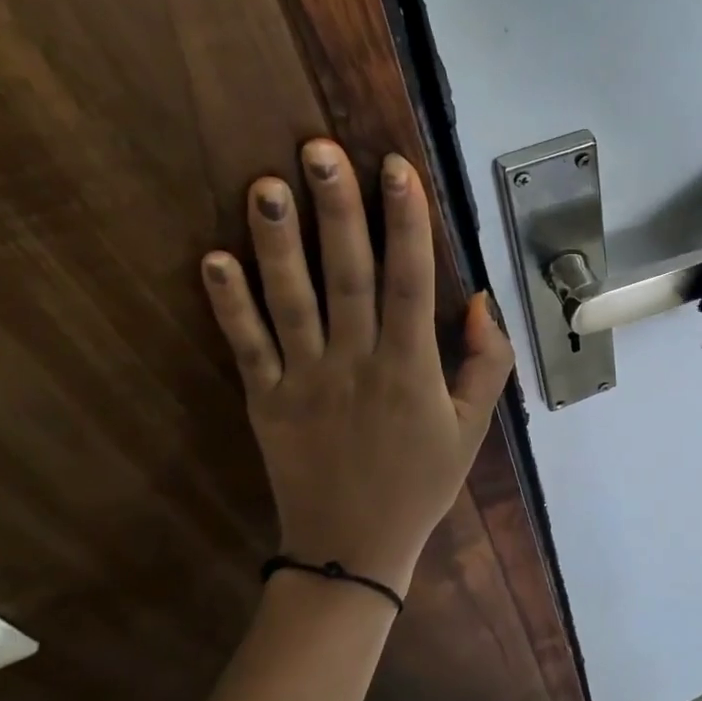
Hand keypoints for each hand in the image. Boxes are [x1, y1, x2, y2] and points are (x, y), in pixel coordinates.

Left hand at [200, 140, 513, 597]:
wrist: (353, 550)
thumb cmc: (420, 482)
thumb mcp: (474, 427)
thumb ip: (487, 363)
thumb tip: (482, 301)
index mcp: (411, 367)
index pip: (411, 280)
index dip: (406, 222)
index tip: (396, 168)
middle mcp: (356, 362)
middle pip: (347, 275)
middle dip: (337, 209)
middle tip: (319, 150)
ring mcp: (304, 380)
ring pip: (291, 301)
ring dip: (277, 241)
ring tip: (265, 185)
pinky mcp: (265, 400)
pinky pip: (245, 347)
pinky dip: (229, 305)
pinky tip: (214, 259)